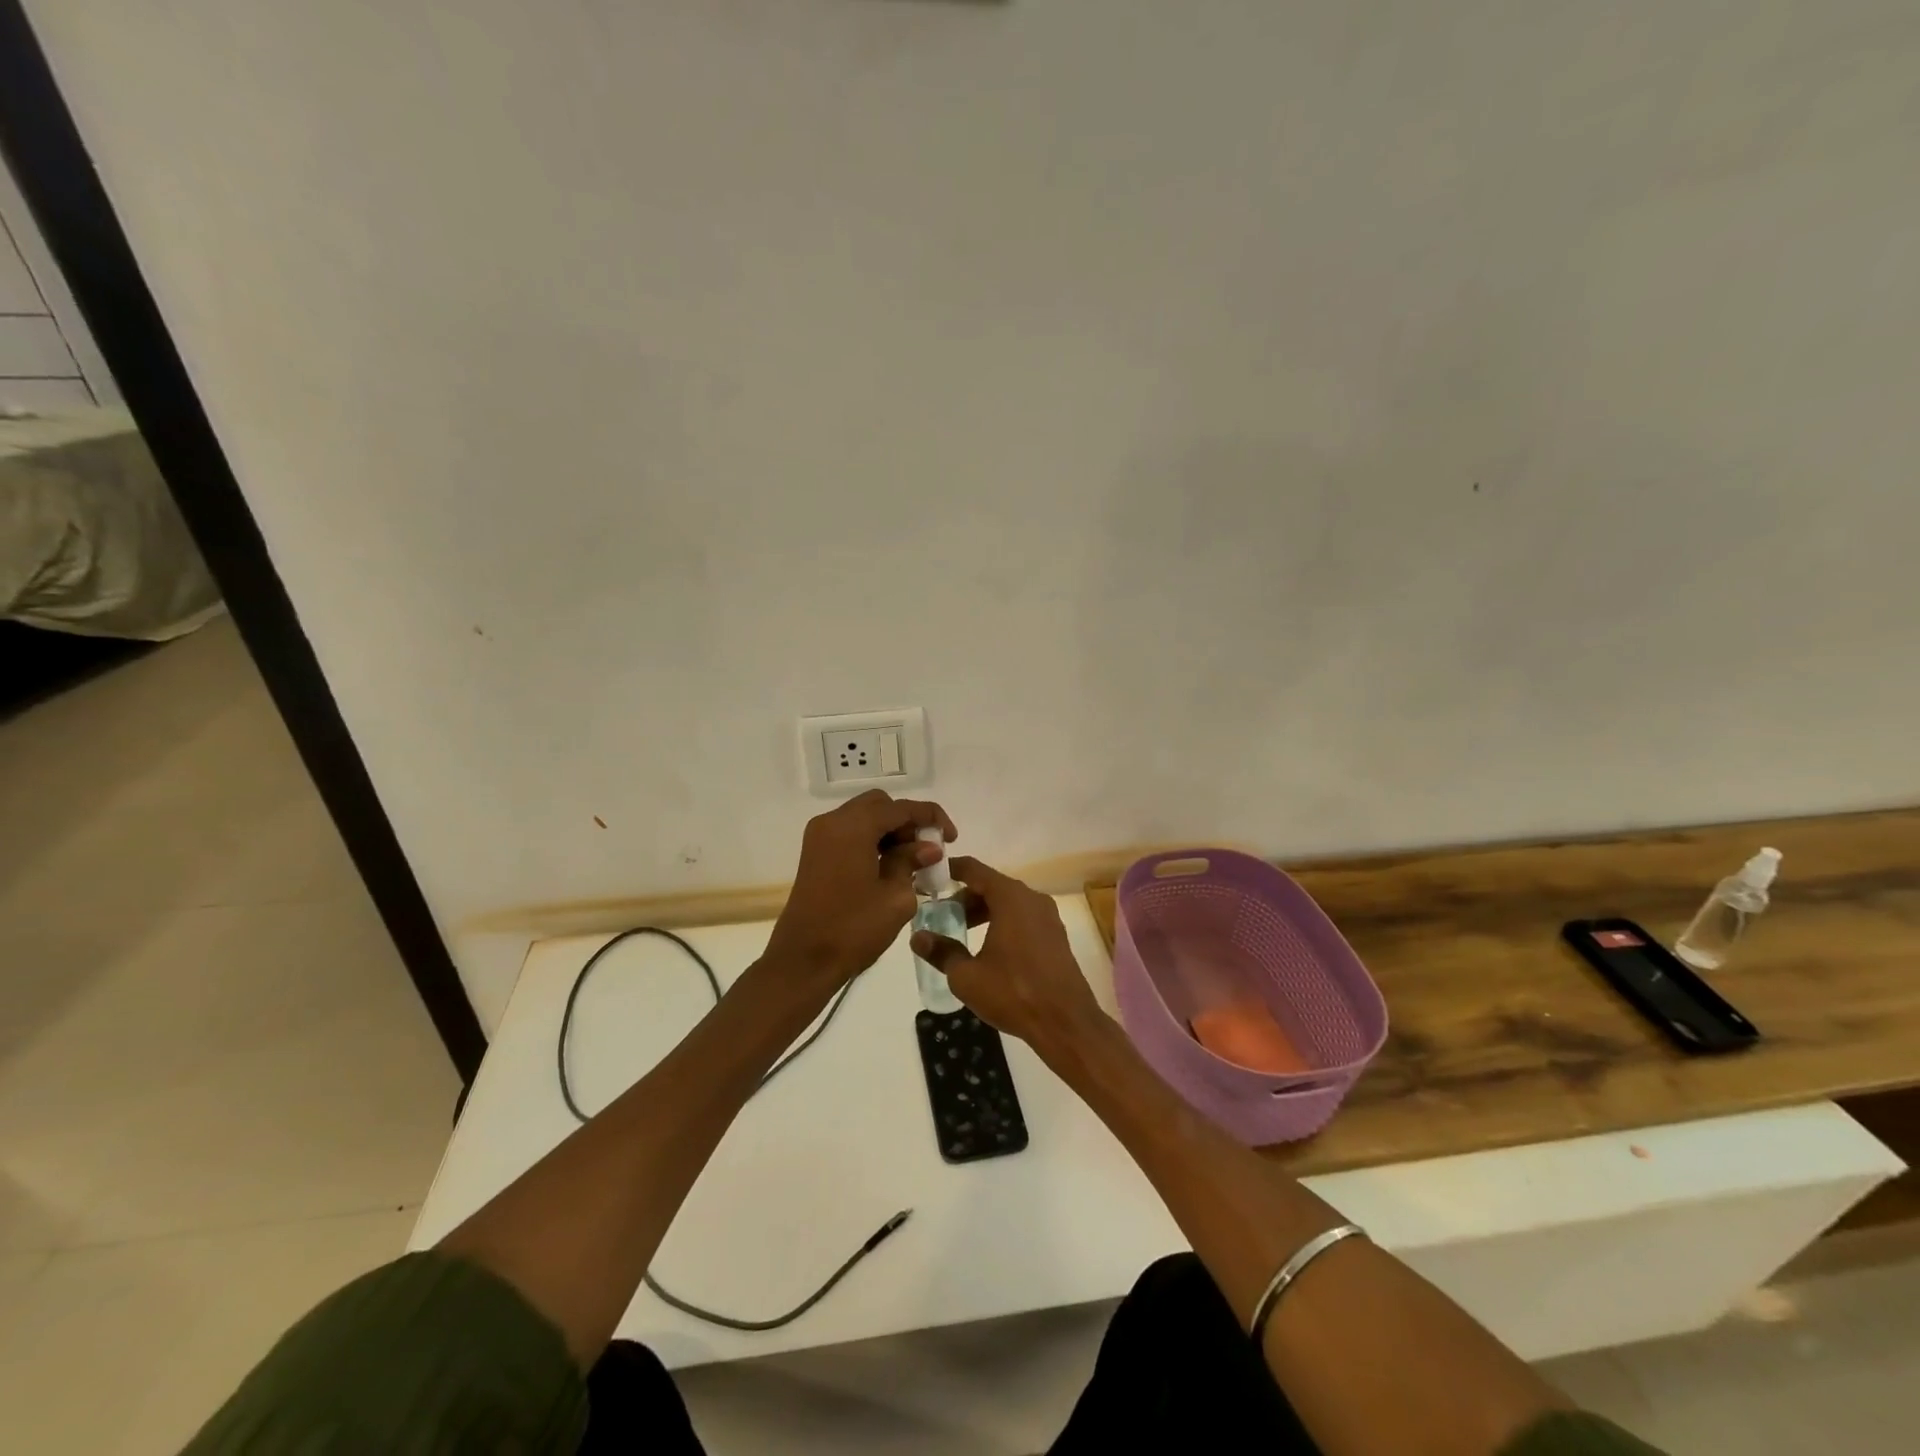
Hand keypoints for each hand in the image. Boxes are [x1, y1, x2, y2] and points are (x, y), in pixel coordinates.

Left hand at [764, 790, 955, 991]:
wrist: (803, 961)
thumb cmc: (853, 929)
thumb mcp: (896, 896)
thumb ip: (912, 862)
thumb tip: (929, 847)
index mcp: (853, 826)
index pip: (901, 808)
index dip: (931, 817)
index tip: (952, 837)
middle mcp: (833, 822)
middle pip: (880, 806)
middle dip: (908, 822)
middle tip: (928, 848)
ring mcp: (820, 836)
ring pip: (864, 817)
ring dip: (890, 831)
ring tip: (913, 860)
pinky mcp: (815, 853)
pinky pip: (850, 833)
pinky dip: (872, 840)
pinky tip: (890, 865)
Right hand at [910, 856, 1105, 1052]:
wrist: (1066, 1022)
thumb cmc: (1013, 992)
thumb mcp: (967, 976)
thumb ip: (941, 951)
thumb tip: (917, 938)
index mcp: (1010, 898)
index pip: (974, 869)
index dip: (949, 870)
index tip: (928, 877)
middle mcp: (1031, 898)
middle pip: (991, 885)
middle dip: (964, 897)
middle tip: (941, 915)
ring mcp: (1047, 916)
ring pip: (1008, 902)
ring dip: (983, 911)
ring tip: (961, 933)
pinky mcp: (1055, 935)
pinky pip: (1022, 917)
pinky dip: (1002, 921)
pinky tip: (988, 948)